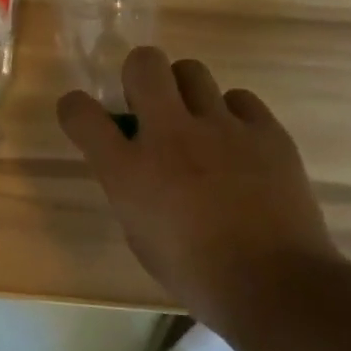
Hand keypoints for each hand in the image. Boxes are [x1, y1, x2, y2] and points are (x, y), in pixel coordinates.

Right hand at [57, 48, 339, 320]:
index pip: (80, 113)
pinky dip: (232, 114)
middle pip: (144, 64)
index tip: (84, 116)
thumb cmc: (195, 274)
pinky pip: (240, 99)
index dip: (75, 107)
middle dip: (138, 75)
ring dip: (184, 91)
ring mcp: (221, 127)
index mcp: (128, 170)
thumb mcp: (139, 234)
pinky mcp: (266, 131)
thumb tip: (138, 168)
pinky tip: (237, 143)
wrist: (274, 286)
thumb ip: (131, 189)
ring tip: (196, 122)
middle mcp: (168, 135)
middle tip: (148, 104)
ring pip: (192, 71)